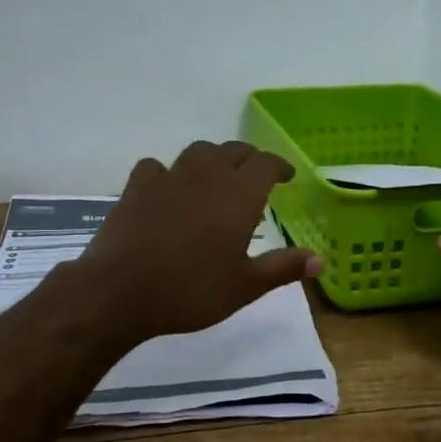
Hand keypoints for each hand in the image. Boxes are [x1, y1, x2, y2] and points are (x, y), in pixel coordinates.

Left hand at [74, 141, 324, 340]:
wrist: (120, 291)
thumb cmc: (191, 290)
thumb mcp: (245, 286)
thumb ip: (283, 267)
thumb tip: (320, 260)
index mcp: (239, 194)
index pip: (266, 164)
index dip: (279, 167)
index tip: (287, 177)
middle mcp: (207, 175)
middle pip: (234, 151)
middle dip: (249, 160)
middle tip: (256, 177)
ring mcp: (169, 177)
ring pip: (198, 152)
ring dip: (213, 159)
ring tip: (216, 177)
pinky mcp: (138, 187)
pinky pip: (157, 167)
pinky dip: (168, 173)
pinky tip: (167, 189)